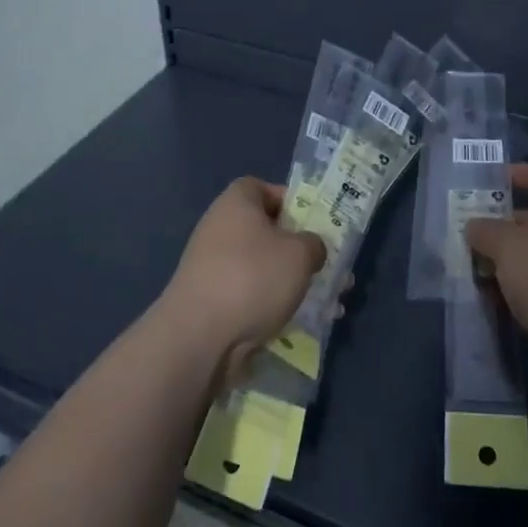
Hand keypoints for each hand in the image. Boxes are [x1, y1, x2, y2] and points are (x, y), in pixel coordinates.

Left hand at [161, 177, 326, 382]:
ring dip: (293, 281)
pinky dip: (274, 304)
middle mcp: (221, 228)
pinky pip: (252, 295)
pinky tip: (300, 322)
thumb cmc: (253, 278)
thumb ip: (315, 244)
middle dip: (301, 250)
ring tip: (328, 302)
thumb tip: (311, 250)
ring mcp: (214, 266)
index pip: (265, 189)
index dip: (292, 202)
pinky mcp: (212, 301)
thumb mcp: (300, 253)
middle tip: (327, 267)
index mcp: (237, 202)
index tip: (314, 224)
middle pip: (269, 231)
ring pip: (264, 267)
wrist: (199, 337)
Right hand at [466, 164, 527, 398]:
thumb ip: (486, 229)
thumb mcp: (509, 245)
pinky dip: (517, 289)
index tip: (490, 179)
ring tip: (471, 265)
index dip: (521, 173)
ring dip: (506, 260)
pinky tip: (491, 298)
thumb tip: (474, 225)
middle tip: (469, 230)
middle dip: (502, 224)